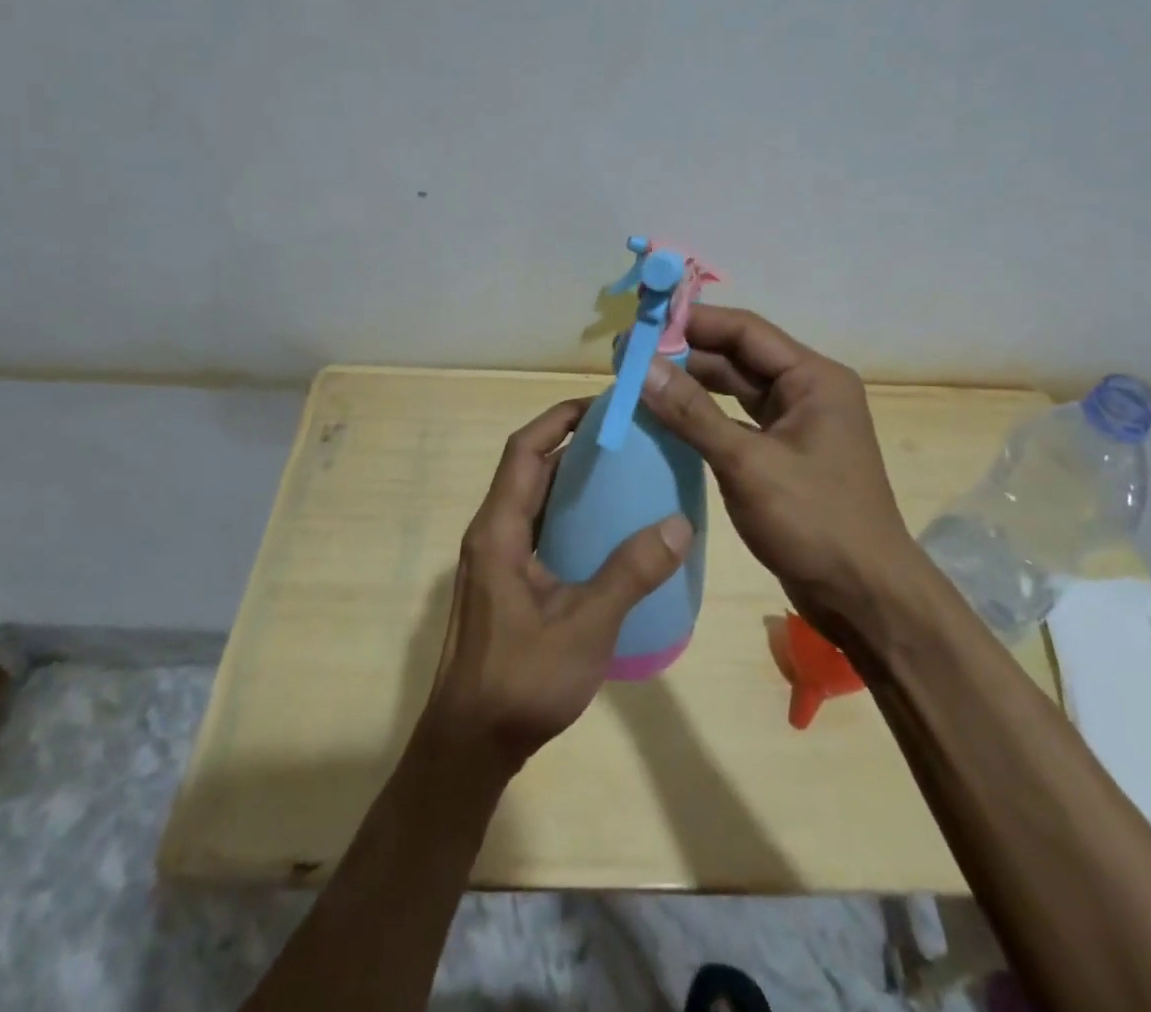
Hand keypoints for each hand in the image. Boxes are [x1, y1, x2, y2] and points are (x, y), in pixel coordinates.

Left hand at [417, 398, 693, 779]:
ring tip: (625, 472)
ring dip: (572, 480)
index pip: (524, 451)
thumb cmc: (522, 681)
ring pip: (535, 500)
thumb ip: (630, 573)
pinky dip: (570, 515)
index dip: (558, 419)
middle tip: (626, 436)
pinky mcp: (507, 583)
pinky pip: (540, 529)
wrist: (471, 746)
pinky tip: (609, 530)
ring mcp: (497, 560)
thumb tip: (679, 524)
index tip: (603, 404)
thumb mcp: (586, 625)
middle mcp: (492, 534)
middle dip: (573, 444)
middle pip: (530, 469)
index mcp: (499, 531)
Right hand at [639, 305, 920, 637]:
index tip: (642, 323)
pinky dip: (704, 417)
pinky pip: (737, 421)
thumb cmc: (814, 522)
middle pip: (739, 357)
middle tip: (629, 356)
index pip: (745, 331)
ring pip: (735, 390)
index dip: (692, 322)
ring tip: (639, 381)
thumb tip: (642, 367)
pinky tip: (666, 418)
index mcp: (814, 378)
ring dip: (692, 385)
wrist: (865, 597)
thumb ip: (692, 413)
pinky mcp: (784, 454)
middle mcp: (808, 391)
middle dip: (686, 354)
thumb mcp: (747, 464)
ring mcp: (797, 424)